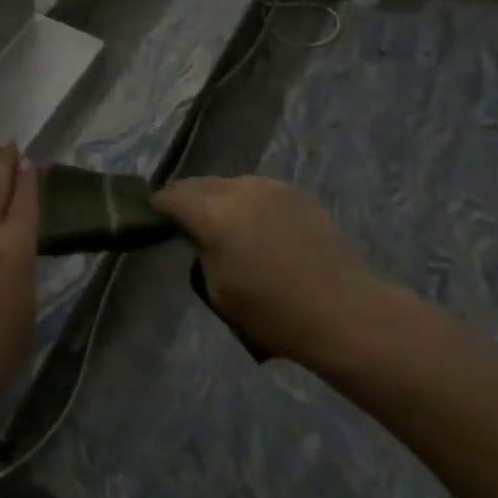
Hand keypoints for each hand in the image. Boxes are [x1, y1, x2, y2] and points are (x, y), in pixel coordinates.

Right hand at [152, 175, 377, 364]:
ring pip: (230, 184)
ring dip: (219, 198)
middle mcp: (238, 190)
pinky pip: (258, 191)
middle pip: (200, 184)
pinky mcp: (295, 193)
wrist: (342, 310)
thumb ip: (203, 253)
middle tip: (184, 218)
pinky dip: (248, 203)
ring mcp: (270, 187)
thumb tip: (202, 237)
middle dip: (188, 197)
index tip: (154, 214)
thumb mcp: (219, 291)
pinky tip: (257, 226)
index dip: (159, 204)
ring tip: (223, 221)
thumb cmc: (273, 313)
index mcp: (213, 215)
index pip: (173, 197)